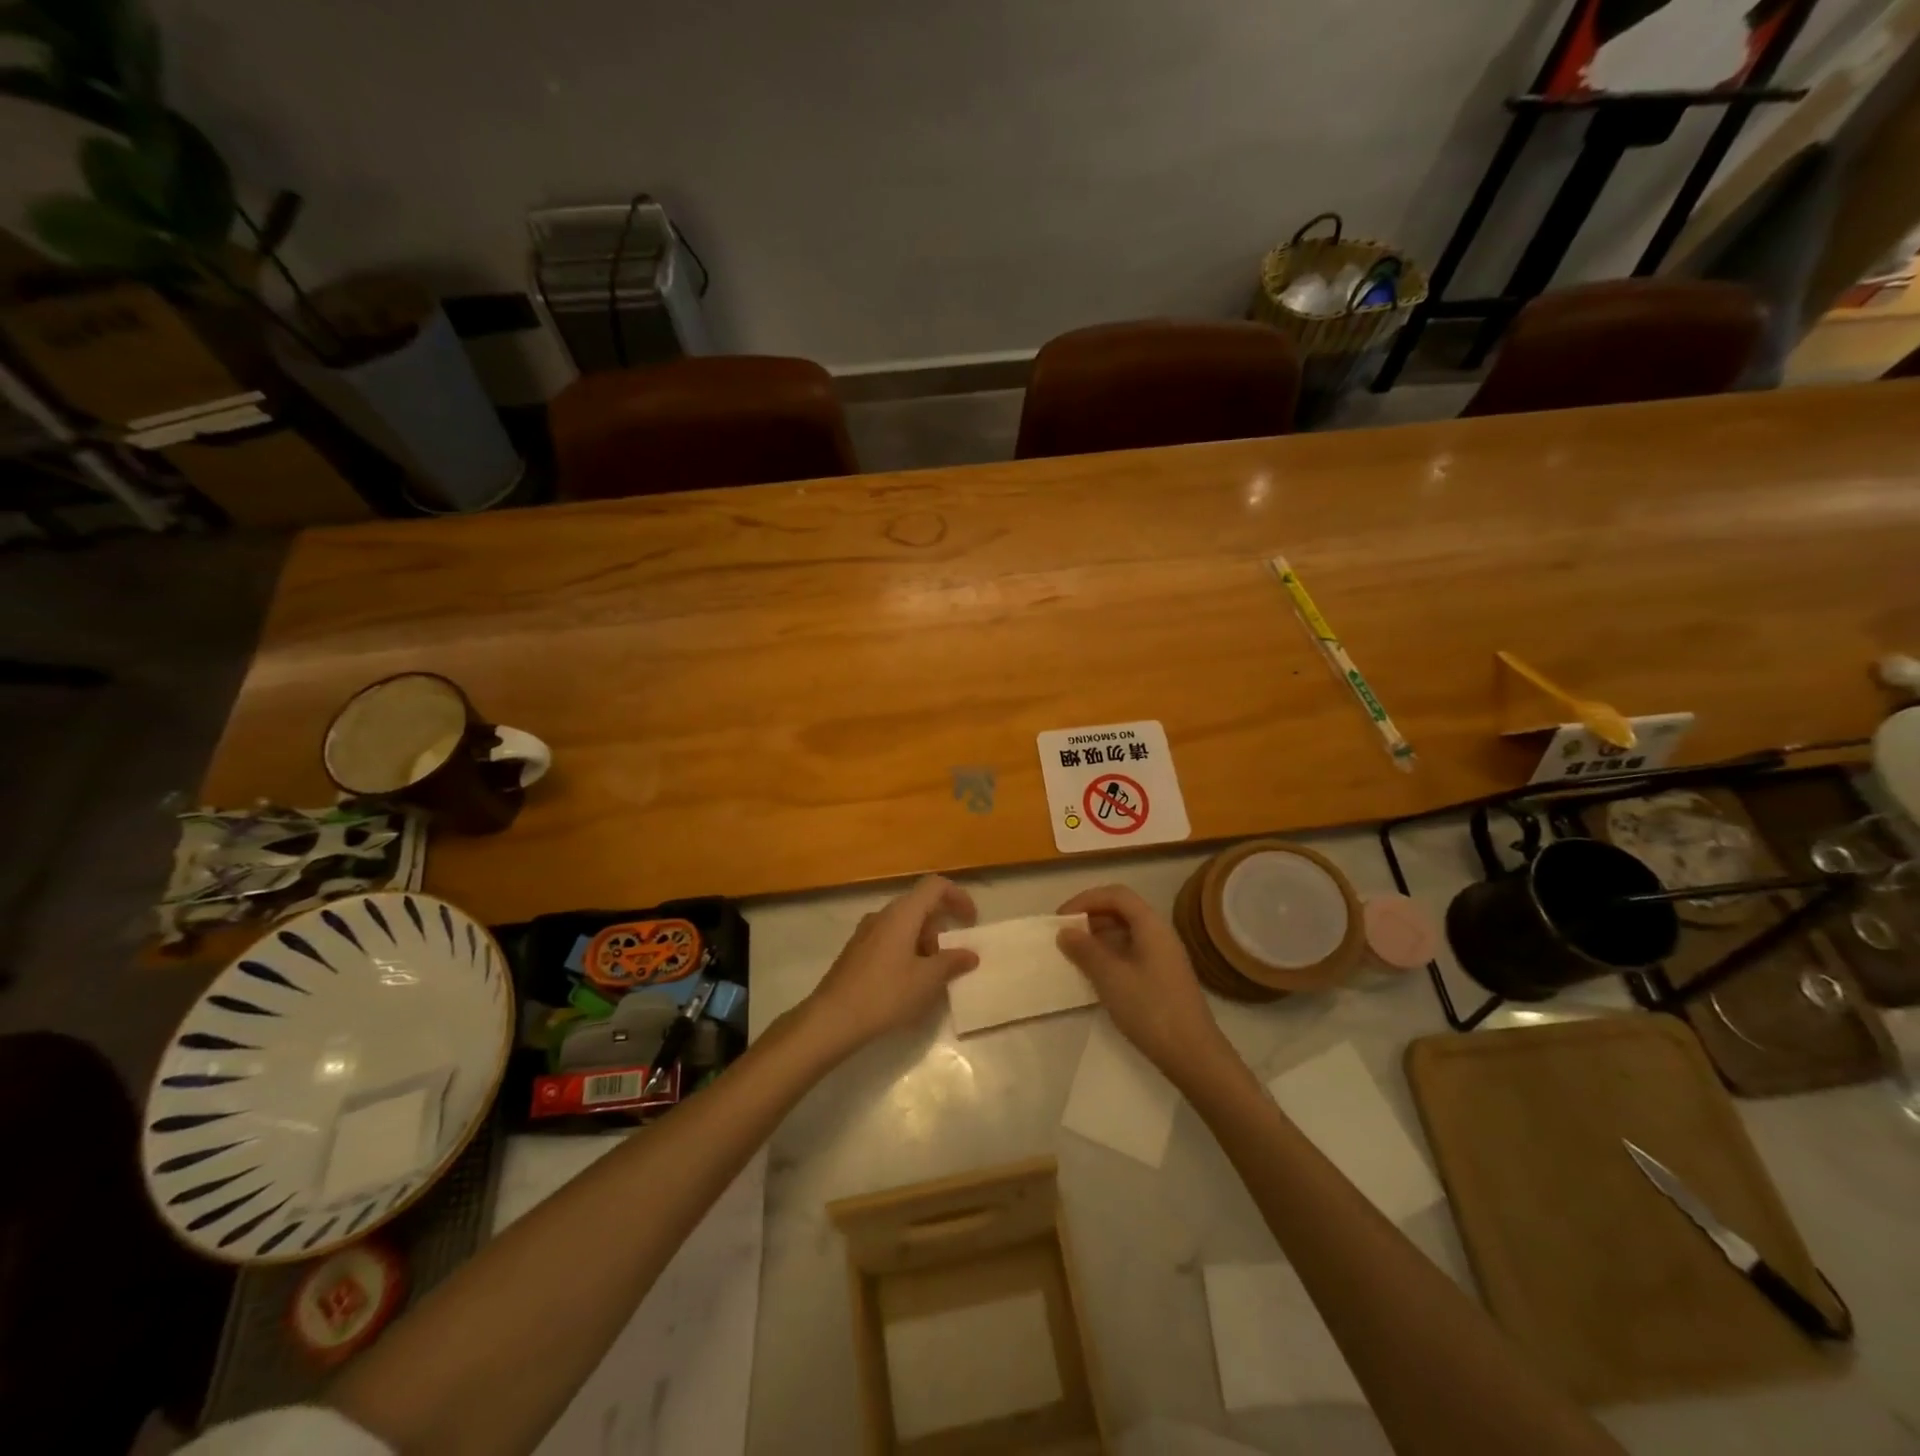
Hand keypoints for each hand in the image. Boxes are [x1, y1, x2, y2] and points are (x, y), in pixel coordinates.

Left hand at [799, 877, 979, 1055]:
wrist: (832, 1018)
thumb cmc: (885, 994)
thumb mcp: (926, 980)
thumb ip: (952, 963)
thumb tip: (970, 954)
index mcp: (902, 913)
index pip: (935, 886)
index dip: (958, 897)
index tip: (971, 922)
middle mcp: (882, 915)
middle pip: (919, 906)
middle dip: (942, 927)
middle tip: (953, 958)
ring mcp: (866, 932)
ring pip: (904, 925)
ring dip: (924, 942)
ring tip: (932, 976)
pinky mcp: (856, 951)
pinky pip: (889, 940)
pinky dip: (907, 951)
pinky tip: (908, 983)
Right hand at [1056, 885, 1233, 1084]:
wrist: (1193, 1054)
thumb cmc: (1150, 1008)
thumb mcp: (1110, 977)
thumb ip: (1085, 950)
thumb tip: (1065, 931)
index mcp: (1151, 925)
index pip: (1116, 895)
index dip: (1086, 899)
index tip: (1061, 918)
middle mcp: (1160, 934)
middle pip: (1122, 911)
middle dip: (1091, 917)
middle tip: (1065, 935)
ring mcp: (1163, 957)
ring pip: (1126, 933)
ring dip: (1098, 937)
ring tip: (1074, 954)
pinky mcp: (1162, 978)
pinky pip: (1131, 953)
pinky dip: (1109, 955)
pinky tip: (1095, 975)